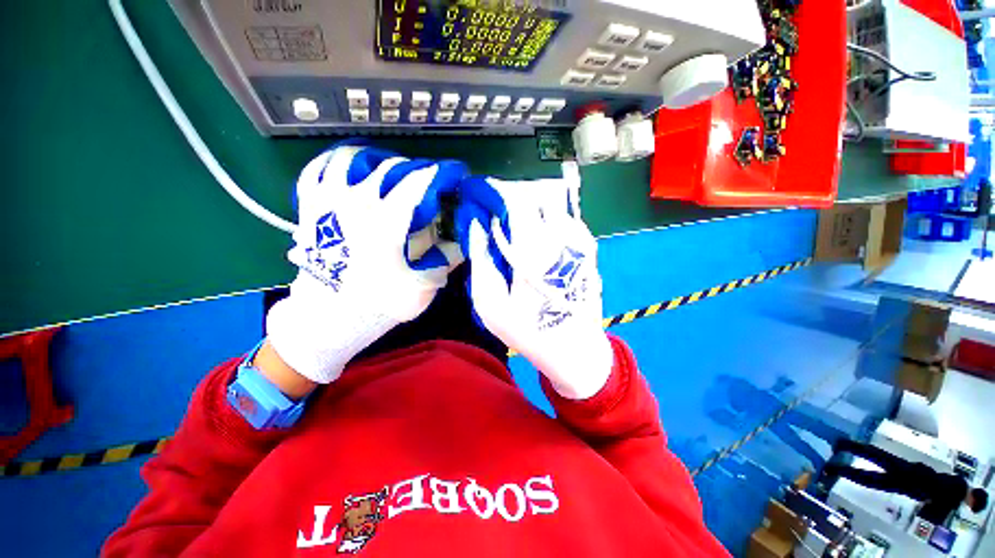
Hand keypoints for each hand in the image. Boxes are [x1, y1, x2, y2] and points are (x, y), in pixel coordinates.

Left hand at [266, 143, 466, 383]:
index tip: (455, 174)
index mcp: (387, 219)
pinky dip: (341, 163)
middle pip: (393, 166)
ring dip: (380, 161)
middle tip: (428, 183)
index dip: (443, 172)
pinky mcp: (310, 203)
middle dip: (417, 170)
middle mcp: (357, 199)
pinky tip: (354, 173)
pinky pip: (322, 166)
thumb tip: (467, 238)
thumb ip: (448, 258)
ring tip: (392, 175)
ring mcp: (329, 197)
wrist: (328, 313)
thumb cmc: (378, 301)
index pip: (421, 180)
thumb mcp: (423, 285)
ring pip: (356, 157)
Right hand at [457, 163, 613, 399]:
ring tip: (523, 232)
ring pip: (557, 207)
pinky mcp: (590, 252)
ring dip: (537, 211)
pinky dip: (553, 222)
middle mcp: (561, 239)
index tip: (486, 197)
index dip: (500, 193)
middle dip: (518, 200)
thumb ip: (481, 261)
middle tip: (504, 218)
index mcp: (534, 250)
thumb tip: (477, 225)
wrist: (574, 349)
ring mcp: (580, 243)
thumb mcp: (491, 304)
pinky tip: (544, 242)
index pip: (519, 201)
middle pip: (540, 198)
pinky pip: (570, 222)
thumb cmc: (528, 331)